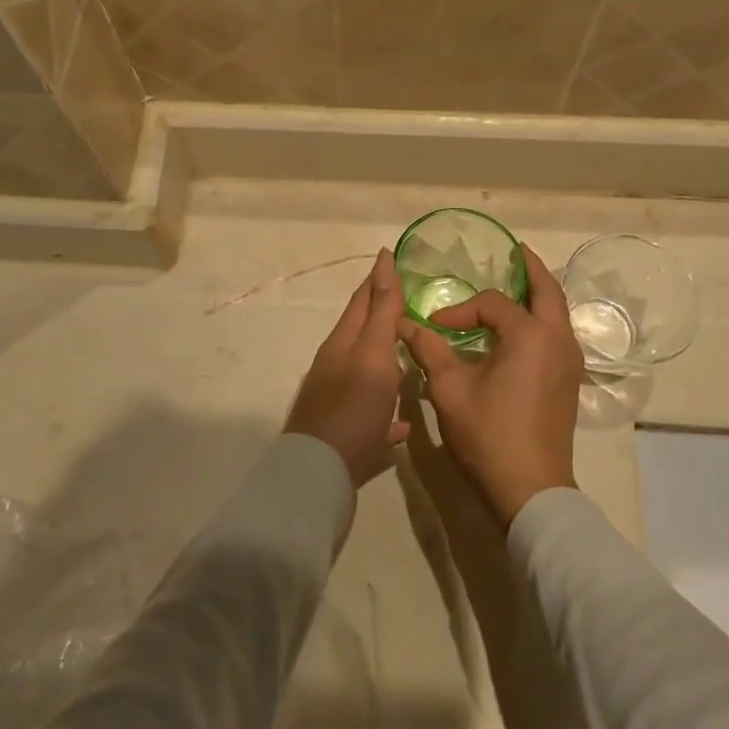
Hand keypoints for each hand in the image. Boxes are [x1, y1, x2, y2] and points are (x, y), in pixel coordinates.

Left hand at [285, 249, 411, 486]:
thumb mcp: (373, 354)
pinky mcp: (344, 432)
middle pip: (363, 332)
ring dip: (385, 357)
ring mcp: (337, 399)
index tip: (391, 256)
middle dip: (382, 312)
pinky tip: (402, 422)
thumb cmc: (353, 407)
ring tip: (408, 352)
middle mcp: (336, 365)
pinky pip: (370, 414)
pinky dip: (386, 410)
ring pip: (365, 371)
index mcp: (343, 342)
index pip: (362, 299)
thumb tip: (383, 262)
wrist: (319, 472)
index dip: (379, 277)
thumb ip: (382, 312)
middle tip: (408, 298)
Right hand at [397, 245, 582, 523]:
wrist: (530, 489)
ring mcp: (569, 361)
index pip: (492, 304)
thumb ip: (429, 349)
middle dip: (531, 269)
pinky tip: (522, 327)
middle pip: (548, 291)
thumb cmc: (489, 433)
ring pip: (558, 313)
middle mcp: (558, 340)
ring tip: (520, 282)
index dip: (461, 309)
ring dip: (540, 294)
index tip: (435, 325)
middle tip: (516, 252)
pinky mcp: (568, 381)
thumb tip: (404, 324)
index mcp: (531, 335)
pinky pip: (558, 334)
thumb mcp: (450, 389)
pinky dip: (543, 318)